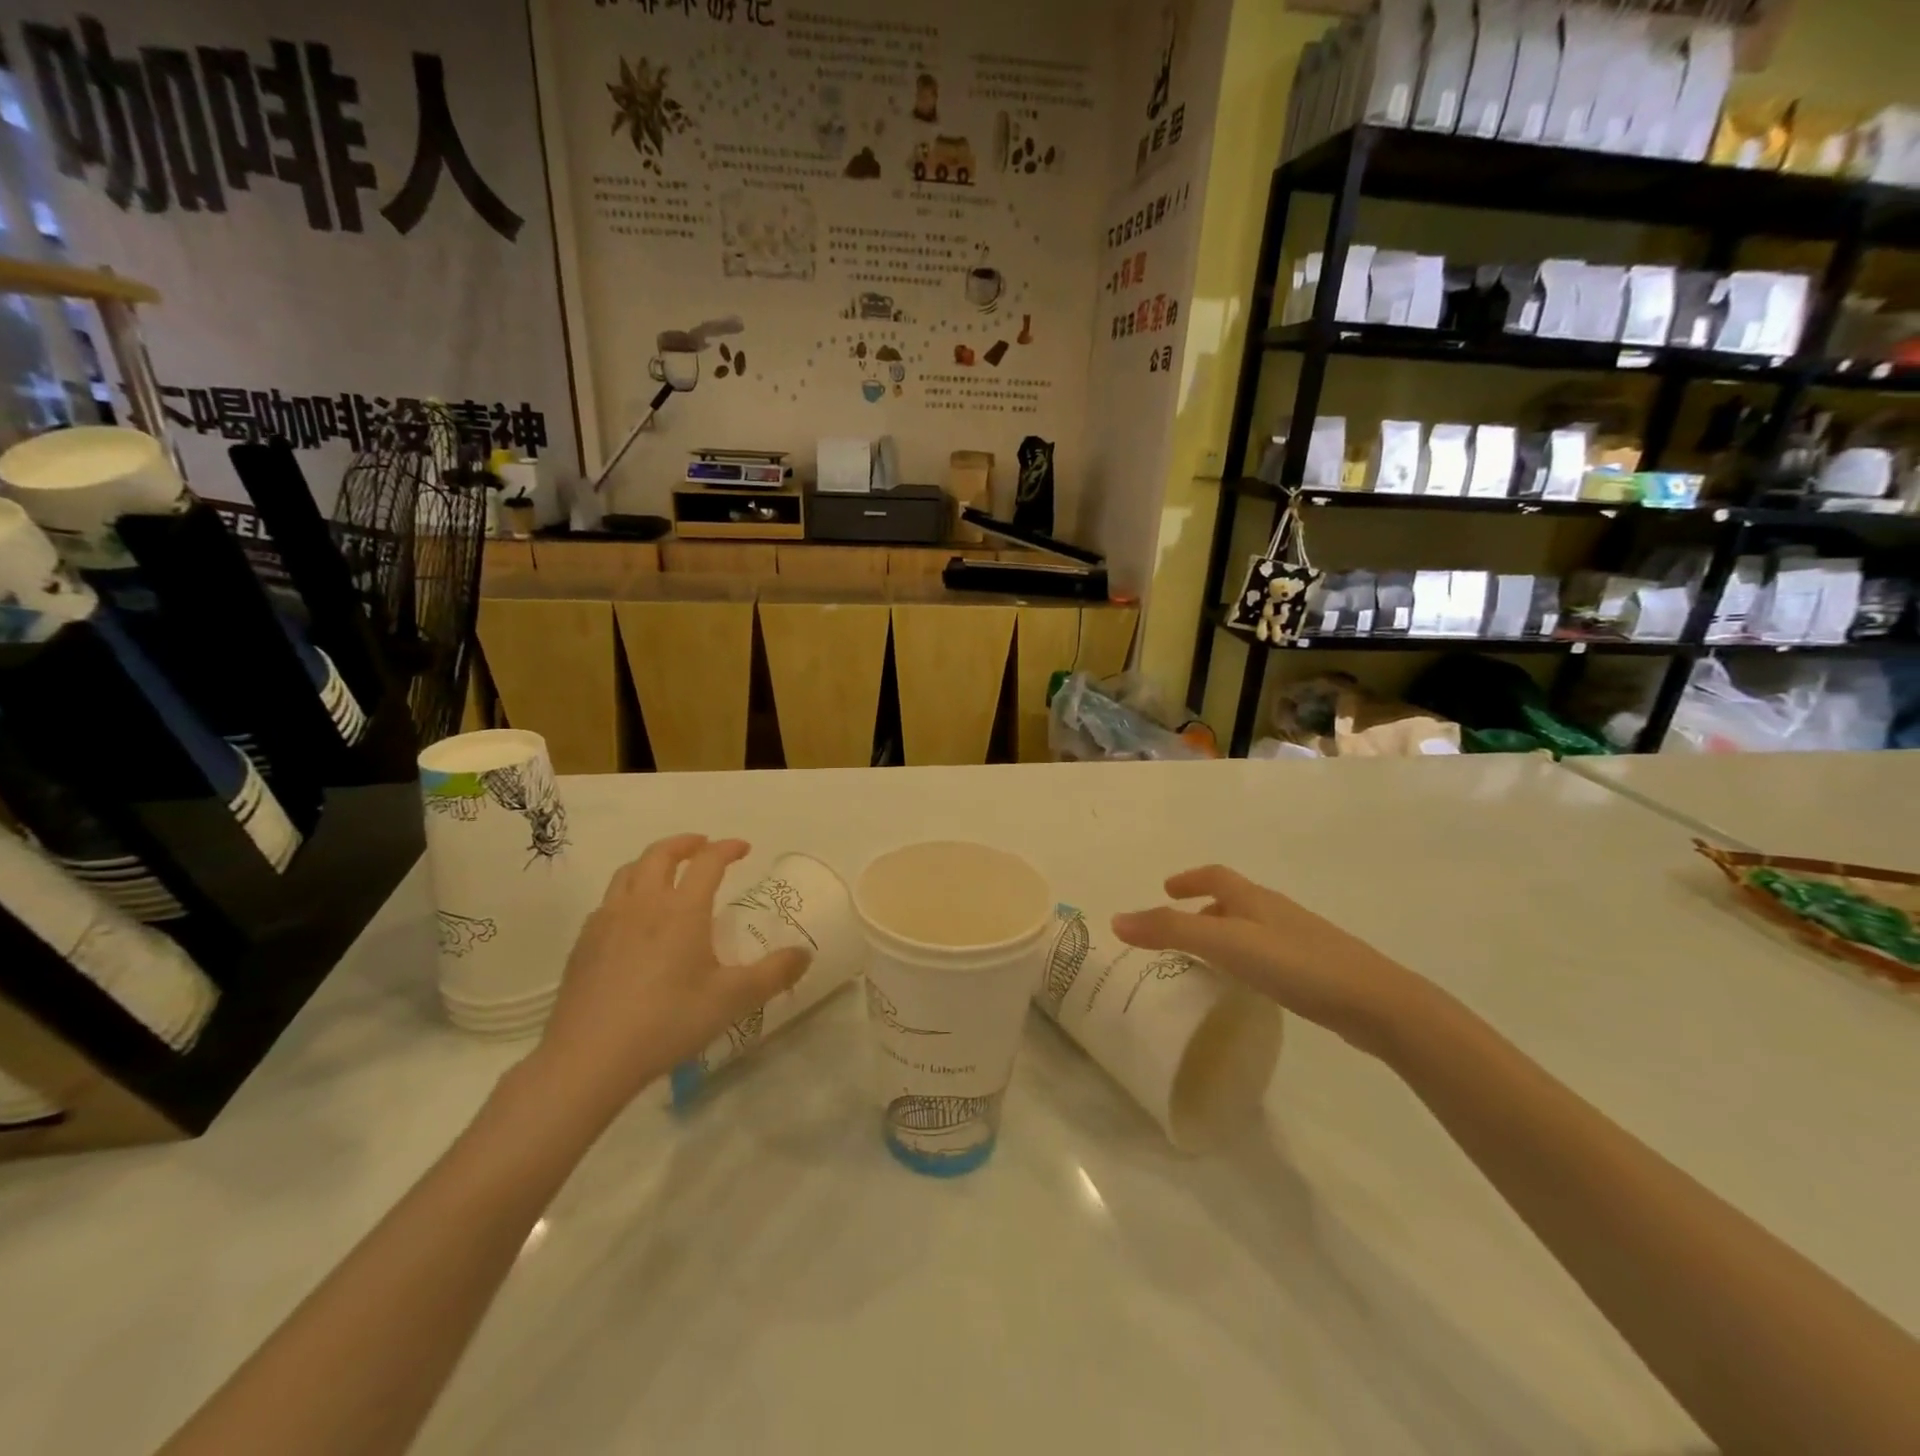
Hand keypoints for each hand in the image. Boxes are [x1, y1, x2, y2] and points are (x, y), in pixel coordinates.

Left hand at [526, 835, 811, 1121]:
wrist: (588, 1058)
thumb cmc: (668, 1021)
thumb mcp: (733, 999)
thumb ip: (774, 974)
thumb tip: (804, 954)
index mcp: (682, 909)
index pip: (708, 862)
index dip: (727, 848)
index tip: (743, 848)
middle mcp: (643, 904)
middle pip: (660, 854)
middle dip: (685, 843)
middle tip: (702, 846)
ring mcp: (607, 922)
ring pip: (628, 872)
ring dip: (651, 862)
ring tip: (666, 872)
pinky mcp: (583, 945)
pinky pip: (607, 902)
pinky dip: (627, 893)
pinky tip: (633, 919)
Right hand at [1112, 865, 1429, 1057]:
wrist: (1377, 1003)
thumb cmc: (1296, 964)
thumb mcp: (1225, 944)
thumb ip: (1170, 931)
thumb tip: (1116, 919)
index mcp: (1254, 899)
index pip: (1215, 876)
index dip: (1189, 879)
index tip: (1166, 889)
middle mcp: (1276, 912)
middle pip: (1233, 901)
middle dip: (1203, 909)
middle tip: (1178, 932)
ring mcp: (1301, 940)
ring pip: (1252, 929)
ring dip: (1225, 935)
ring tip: (1206, 961)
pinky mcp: (1317, 970)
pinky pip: (1270, 954)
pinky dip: (1247, 959)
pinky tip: (1248, 986)